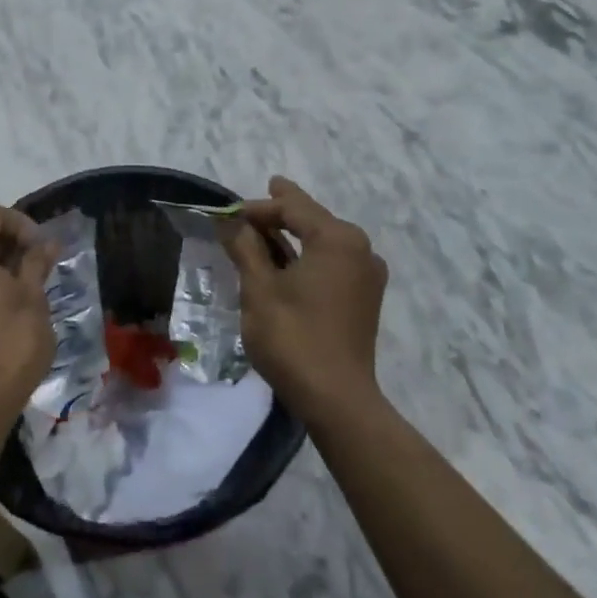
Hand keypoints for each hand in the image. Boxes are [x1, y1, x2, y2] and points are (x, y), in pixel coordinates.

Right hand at [224, 177, 387, 427]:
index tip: (229, 211)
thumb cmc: (293, 338)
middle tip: (261, 197)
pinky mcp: (364, 299)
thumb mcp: (259, 289)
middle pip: (314, 220)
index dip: (259, 206)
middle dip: (282, 212)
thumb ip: (245, 247)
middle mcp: (360, 249)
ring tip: (268, 227)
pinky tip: (288, 261)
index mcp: (337, 239)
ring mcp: (367, 275)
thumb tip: (229, 220)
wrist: (336, 399)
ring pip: (324, 242)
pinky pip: (332, 263)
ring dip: (294, 235)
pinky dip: (308, 256)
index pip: (293, 208)